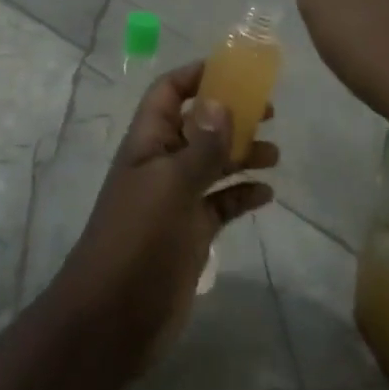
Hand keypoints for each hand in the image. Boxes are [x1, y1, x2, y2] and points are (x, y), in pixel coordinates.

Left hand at [55, 61, 276, 357]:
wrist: (113, 320)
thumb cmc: (138, 240)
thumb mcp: (171, 186)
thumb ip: (201, 145)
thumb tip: (221, 100)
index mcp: (148, 143)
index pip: (168, 93)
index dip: (196, 76)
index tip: (235, 70)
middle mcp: (162, 164)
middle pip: (198, 125)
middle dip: (231, 115)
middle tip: (270, 112)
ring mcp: (177, 200)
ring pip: (214, 164)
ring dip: (242, 154)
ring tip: (275, 154)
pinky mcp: (191, 232)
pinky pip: (221, 203)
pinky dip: (242, 194)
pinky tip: (267, 194)